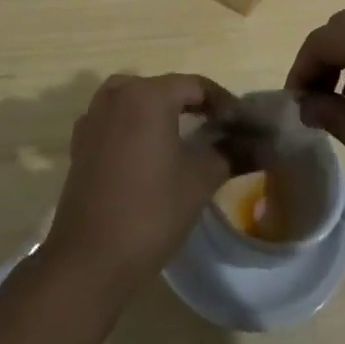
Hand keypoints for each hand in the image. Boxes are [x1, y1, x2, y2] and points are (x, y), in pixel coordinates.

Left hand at [41, 73, 232, 295]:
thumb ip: (231, 154)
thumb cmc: (151, 212)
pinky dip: (135, 125)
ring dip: (162, 112)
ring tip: (186, 136)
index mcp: (148, 94)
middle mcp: (117, 93)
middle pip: (165, 89)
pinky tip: (148, 151)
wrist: (90, 258)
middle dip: (194, 105)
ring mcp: (94, 116)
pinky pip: (116, 119)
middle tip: (219, 129)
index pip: (195, 85)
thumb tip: (263, 146)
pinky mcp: (81, 140)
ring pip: (137, 100)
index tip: (242, 123)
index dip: (223, 102)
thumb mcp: (199, 181)